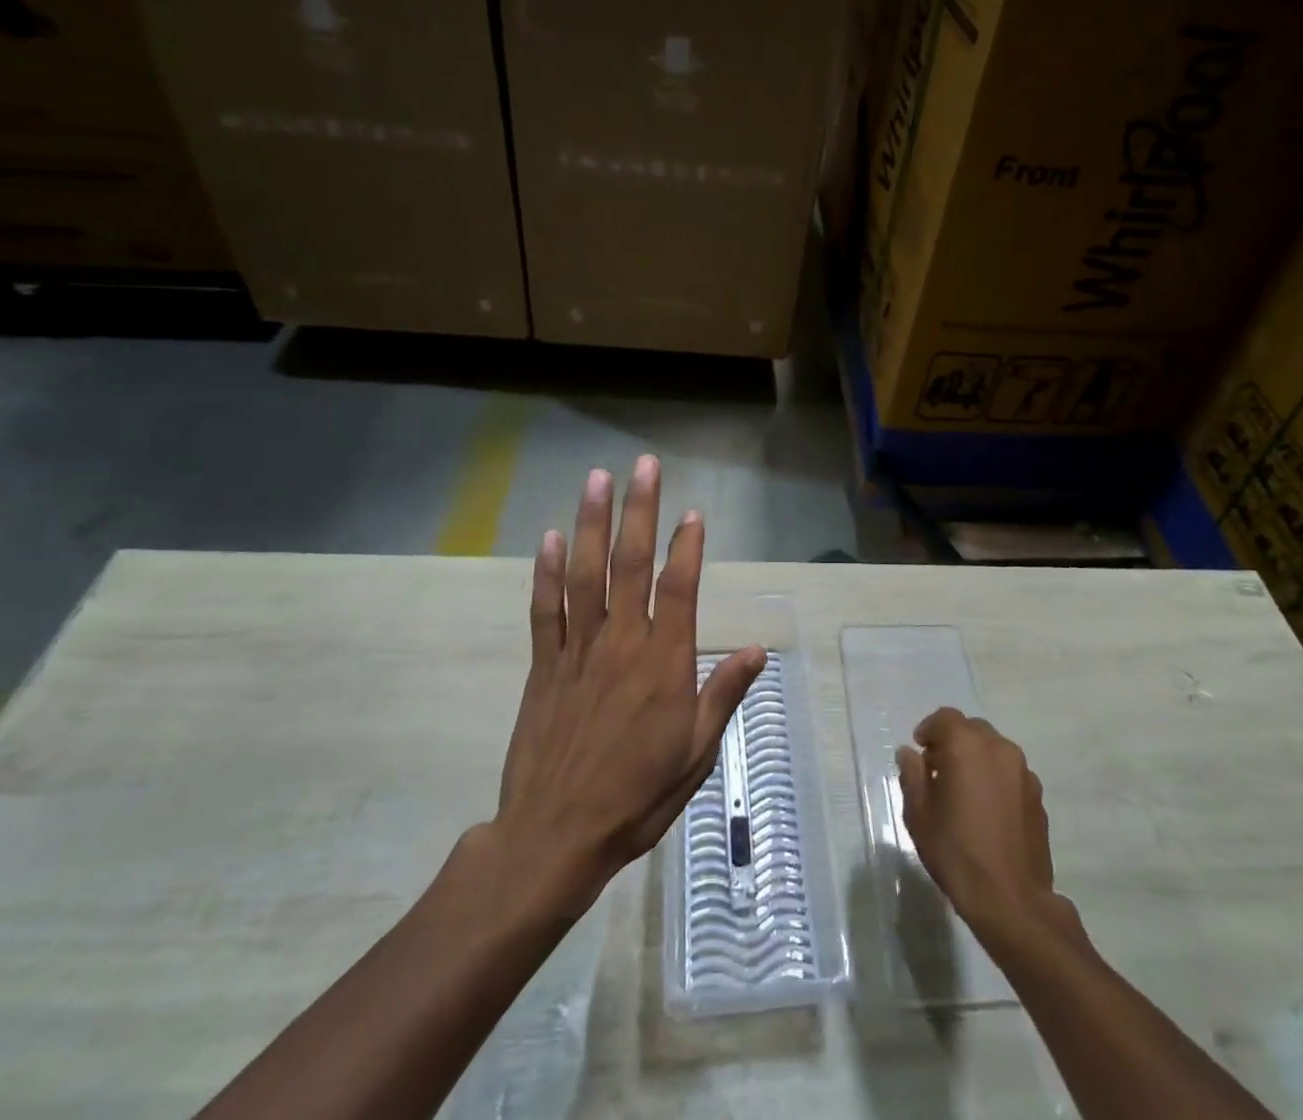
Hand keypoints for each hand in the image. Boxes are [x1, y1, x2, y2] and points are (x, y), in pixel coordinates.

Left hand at [494, 455, 764, 915]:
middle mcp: (622, 643)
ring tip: (597, 479)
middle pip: (631, 564)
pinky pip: (546, 610)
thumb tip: (758, 649)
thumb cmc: (637, 796)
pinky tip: (551, 538)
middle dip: (639, 510)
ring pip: (586, 574)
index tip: (691, 511)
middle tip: (644, 466)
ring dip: (592, 523)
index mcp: (664, 663)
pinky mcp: (544, 665)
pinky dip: (547, 572)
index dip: (687, 545)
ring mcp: (578, 650)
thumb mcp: (697, 753)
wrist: (555, 837)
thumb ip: (724, 693)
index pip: (680, 588)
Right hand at [896, 708, 1072, 942]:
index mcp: (967, 746)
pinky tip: (987, 810)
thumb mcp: (919, 814)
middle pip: (972, 729)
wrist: (1011, 900)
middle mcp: (999, 748)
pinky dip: (995, 778)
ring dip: (976, 759)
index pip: (945, 718)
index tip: (919, 751)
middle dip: (953, 742)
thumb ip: (912, 775)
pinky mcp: (1037, 795)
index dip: (929, 730)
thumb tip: (909, 753)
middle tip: (937, 771)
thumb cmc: (957, 853)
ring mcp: (1023, 771)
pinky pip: (1010, 772)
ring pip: (994, 749)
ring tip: (964, 792)